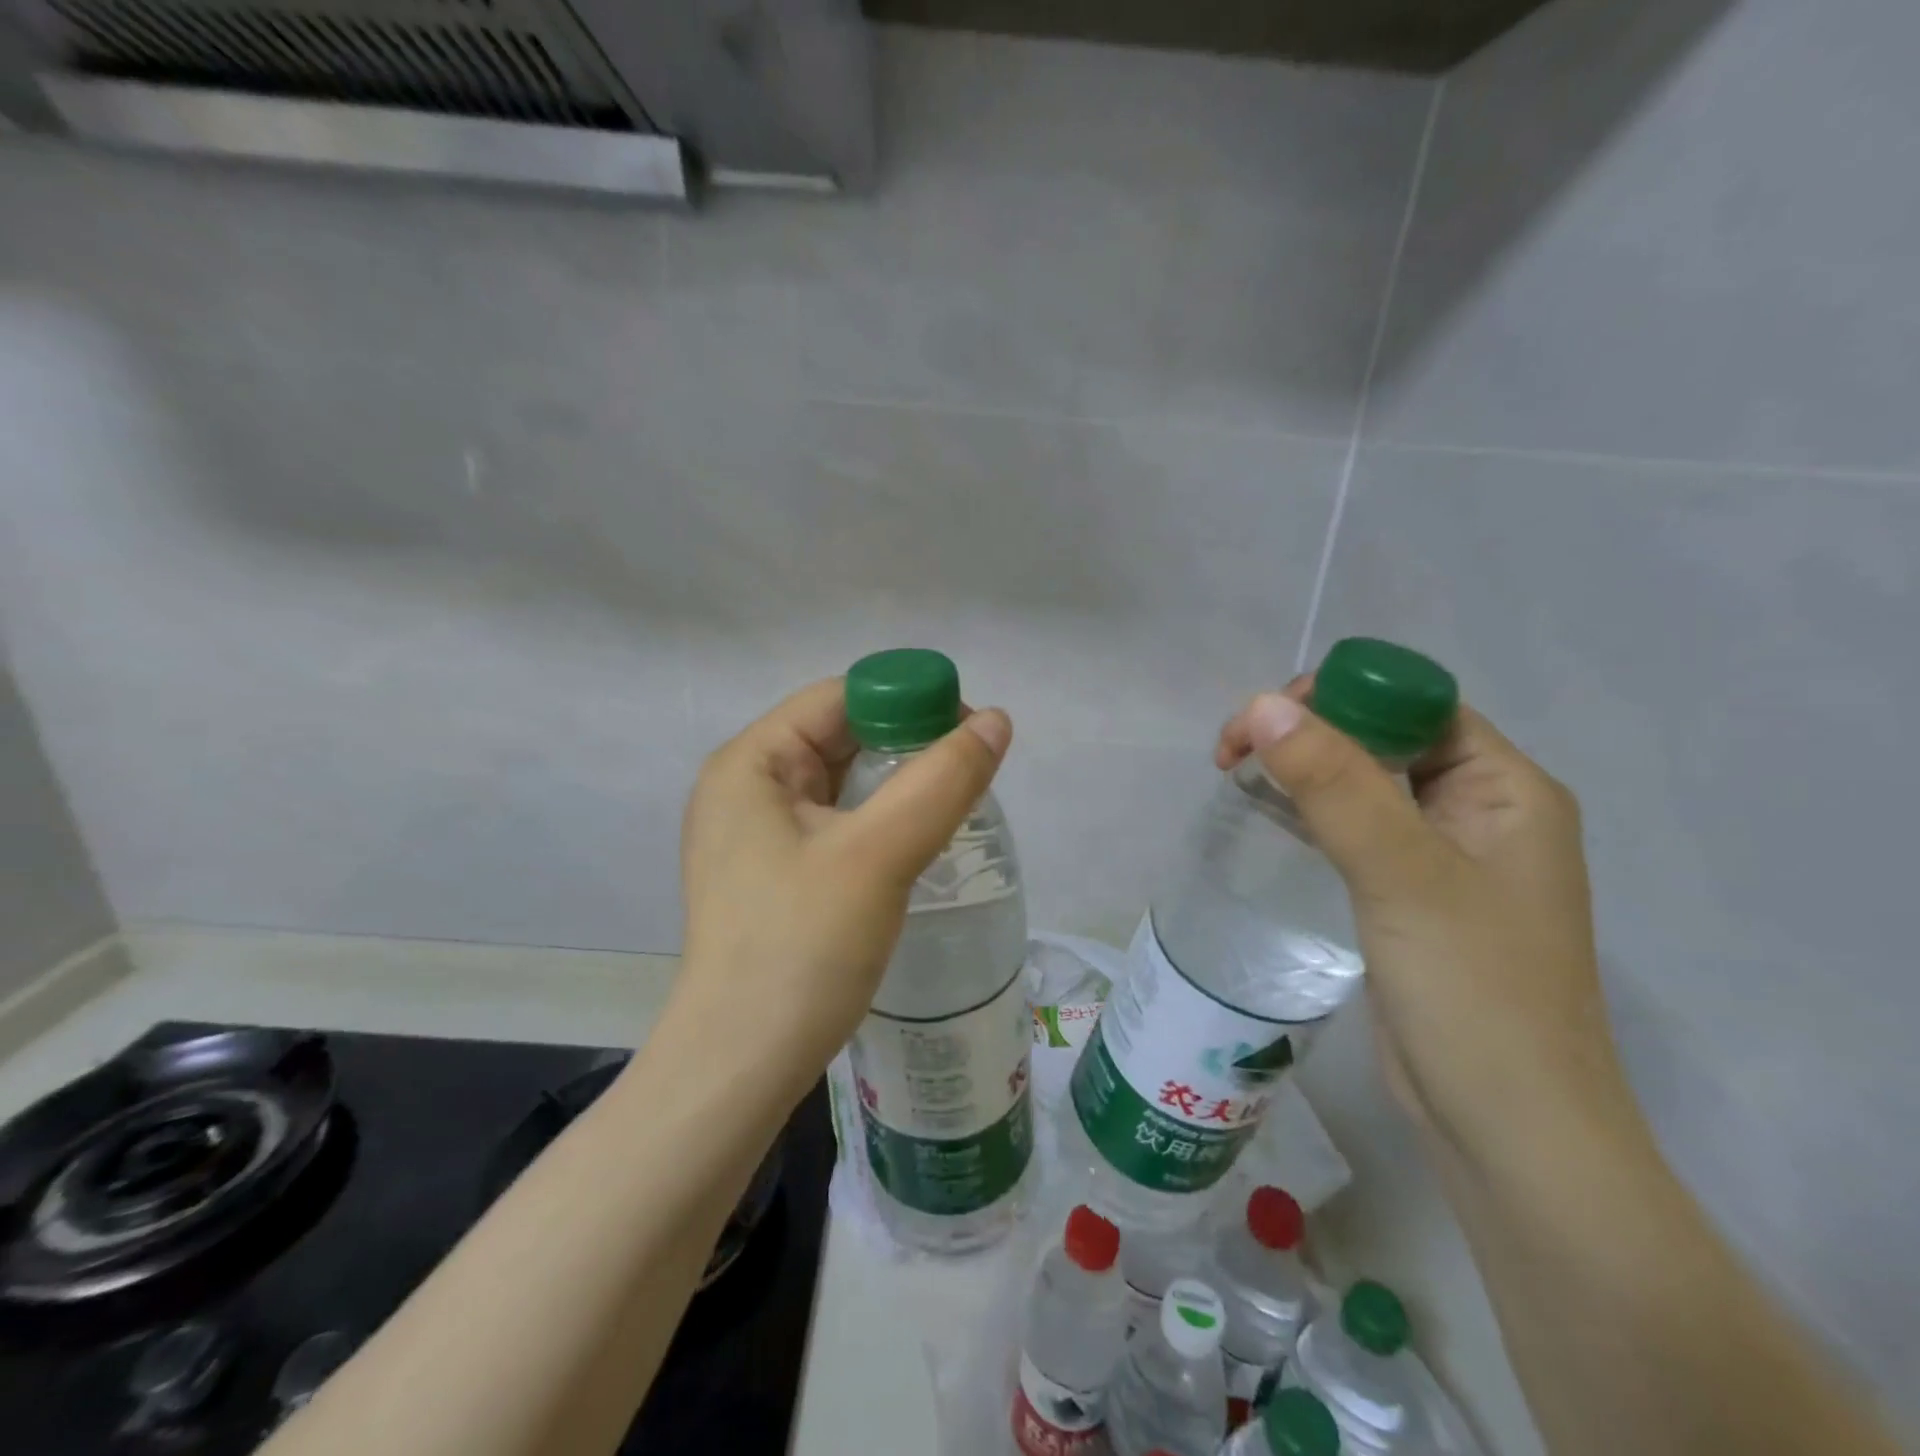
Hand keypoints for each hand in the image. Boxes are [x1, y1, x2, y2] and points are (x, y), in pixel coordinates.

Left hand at [675, 679, 1012, 1096]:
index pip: (839, 699)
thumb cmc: (801, 948)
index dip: (907, 701)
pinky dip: (878, 821)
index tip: (969, 733)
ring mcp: (755, 835)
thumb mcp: (878, 855)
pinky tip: (916, 841)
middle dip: (906, 745)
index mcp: (751, 763)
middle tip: (970, 772)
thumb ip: (941, 782)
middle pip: (840, 737)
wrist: (741, 1067)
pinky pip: (835, 824)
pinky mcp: (773, 874)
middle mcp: (746, 788)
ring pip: (842, 784)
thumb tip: (996, 721)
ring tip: (953, 804)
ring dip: (897, 785)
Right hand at [1218, 682, 1632, 1175]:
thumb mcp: (1401, 875)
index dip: (1338, 697)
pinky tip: (1268, 814)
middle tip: (1233, 752)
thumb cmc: (1474, 992)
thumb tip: (1263, 704)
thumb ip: (1334, 785)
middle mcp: (1483, 811)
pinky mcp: (1411, 896)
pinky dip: (1311, 811)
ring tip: (1236, 773)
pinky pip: (1357, 829)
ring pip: (1365, 783)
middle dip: (1309, 731)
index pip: (1415, 705)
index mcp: (1507, 788)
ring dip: (1304, 769)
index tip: (1262, 720)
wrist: (1508, 1130)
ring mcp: (1446, 857)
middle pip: (1386, 738)